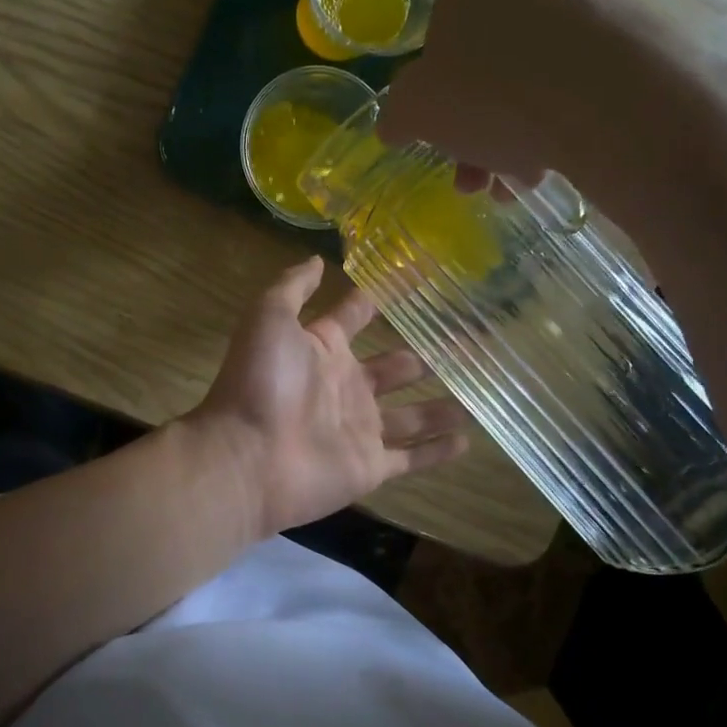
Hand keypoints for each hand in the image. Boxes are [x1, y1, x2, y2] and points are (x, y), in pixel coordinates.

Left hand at [188, 258, 468, 537]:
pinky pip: (412, 457)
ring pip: (411, 414)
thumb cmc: (260, 381)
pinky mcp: (370, 467)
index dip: (385, 297)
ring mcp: (360, 428)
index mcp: (324, 349)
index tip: (424, 279)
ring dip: (441, 405)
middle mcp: (346, 386)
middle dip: (427, 356)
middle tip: (470, 341)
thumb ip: (293, 287)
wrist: (247, 457)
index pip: (359, 316)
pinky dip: (438, 450)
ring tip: (479, 390)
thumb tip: (318, 260)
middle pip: (396, 367)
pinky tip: (468, 440)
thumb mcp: (269, 317)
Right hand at [378, 0, 726, 234]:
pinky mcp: (634, 29)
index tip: (443, 133)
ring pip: (533, 77)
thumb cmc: (489, 94)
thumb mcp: (415, 112)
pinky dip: (560, 120)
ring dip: (515, 135)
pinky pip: (578, 80)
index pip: (440, 34)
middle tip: (478, 175)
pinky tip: (555, 163)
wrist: (607, 102)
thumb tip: (396, 124)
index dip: (436, 93)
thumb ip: (397, 114)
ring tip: (519, 182)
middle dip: (478, 127)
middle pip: (489, 63)